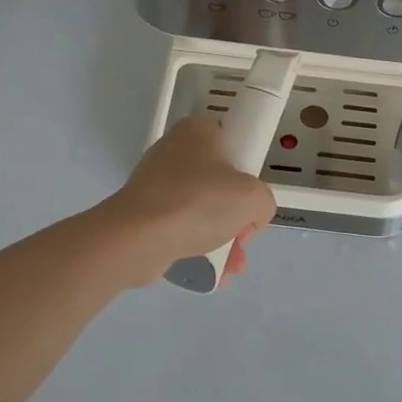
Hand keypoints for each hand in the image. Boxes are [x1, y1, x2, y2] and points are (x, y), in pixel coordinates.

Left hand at [97, 116, 278, 286]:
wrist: (138, 238)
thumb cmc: (199, 203)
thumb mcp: (253, 198)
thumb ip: (263, 201)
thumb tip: (250, 215)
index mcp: (198, 130)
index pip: (234, 144)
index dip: (248, 174)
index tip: (250, 199)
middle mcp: (174, 149)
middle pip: (219, 181)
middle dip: (235, 215)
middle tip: (242, 236)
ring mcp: (155, 181)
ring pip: (201, 207)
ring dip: (221, 236)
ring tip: (231, 265)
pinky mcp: (143, 210)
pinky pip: (180, 225)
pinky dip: (196, 244)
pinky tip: (212, 271)